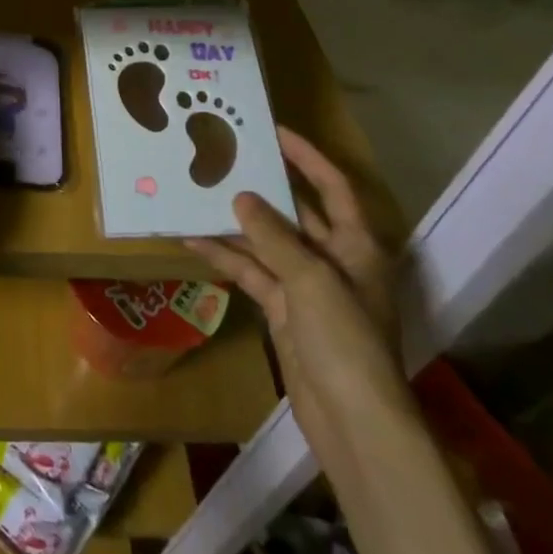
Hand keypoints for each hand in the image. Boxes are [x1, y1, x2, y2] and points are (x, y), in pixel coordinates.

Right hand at [187, 127, 410, 457]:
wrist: (354, 421)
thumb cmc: (345, 339)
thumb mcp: (310, 279)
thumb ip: (273, 236)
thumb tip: (241, 196)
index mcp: (356, 245)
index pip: (333, 186)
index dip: (307, 157)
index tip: (273, 131)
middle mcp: (333, 259)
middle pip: (296, 213)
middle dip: (264, 188)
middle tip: (227, 158)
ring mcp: (307, 286)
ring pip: (268, 243)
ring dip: (237, 224)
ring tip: (200, 194)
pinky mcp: (285, 311)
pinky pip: (253, 274)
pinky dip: (228, 258)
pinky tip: (195, 241)